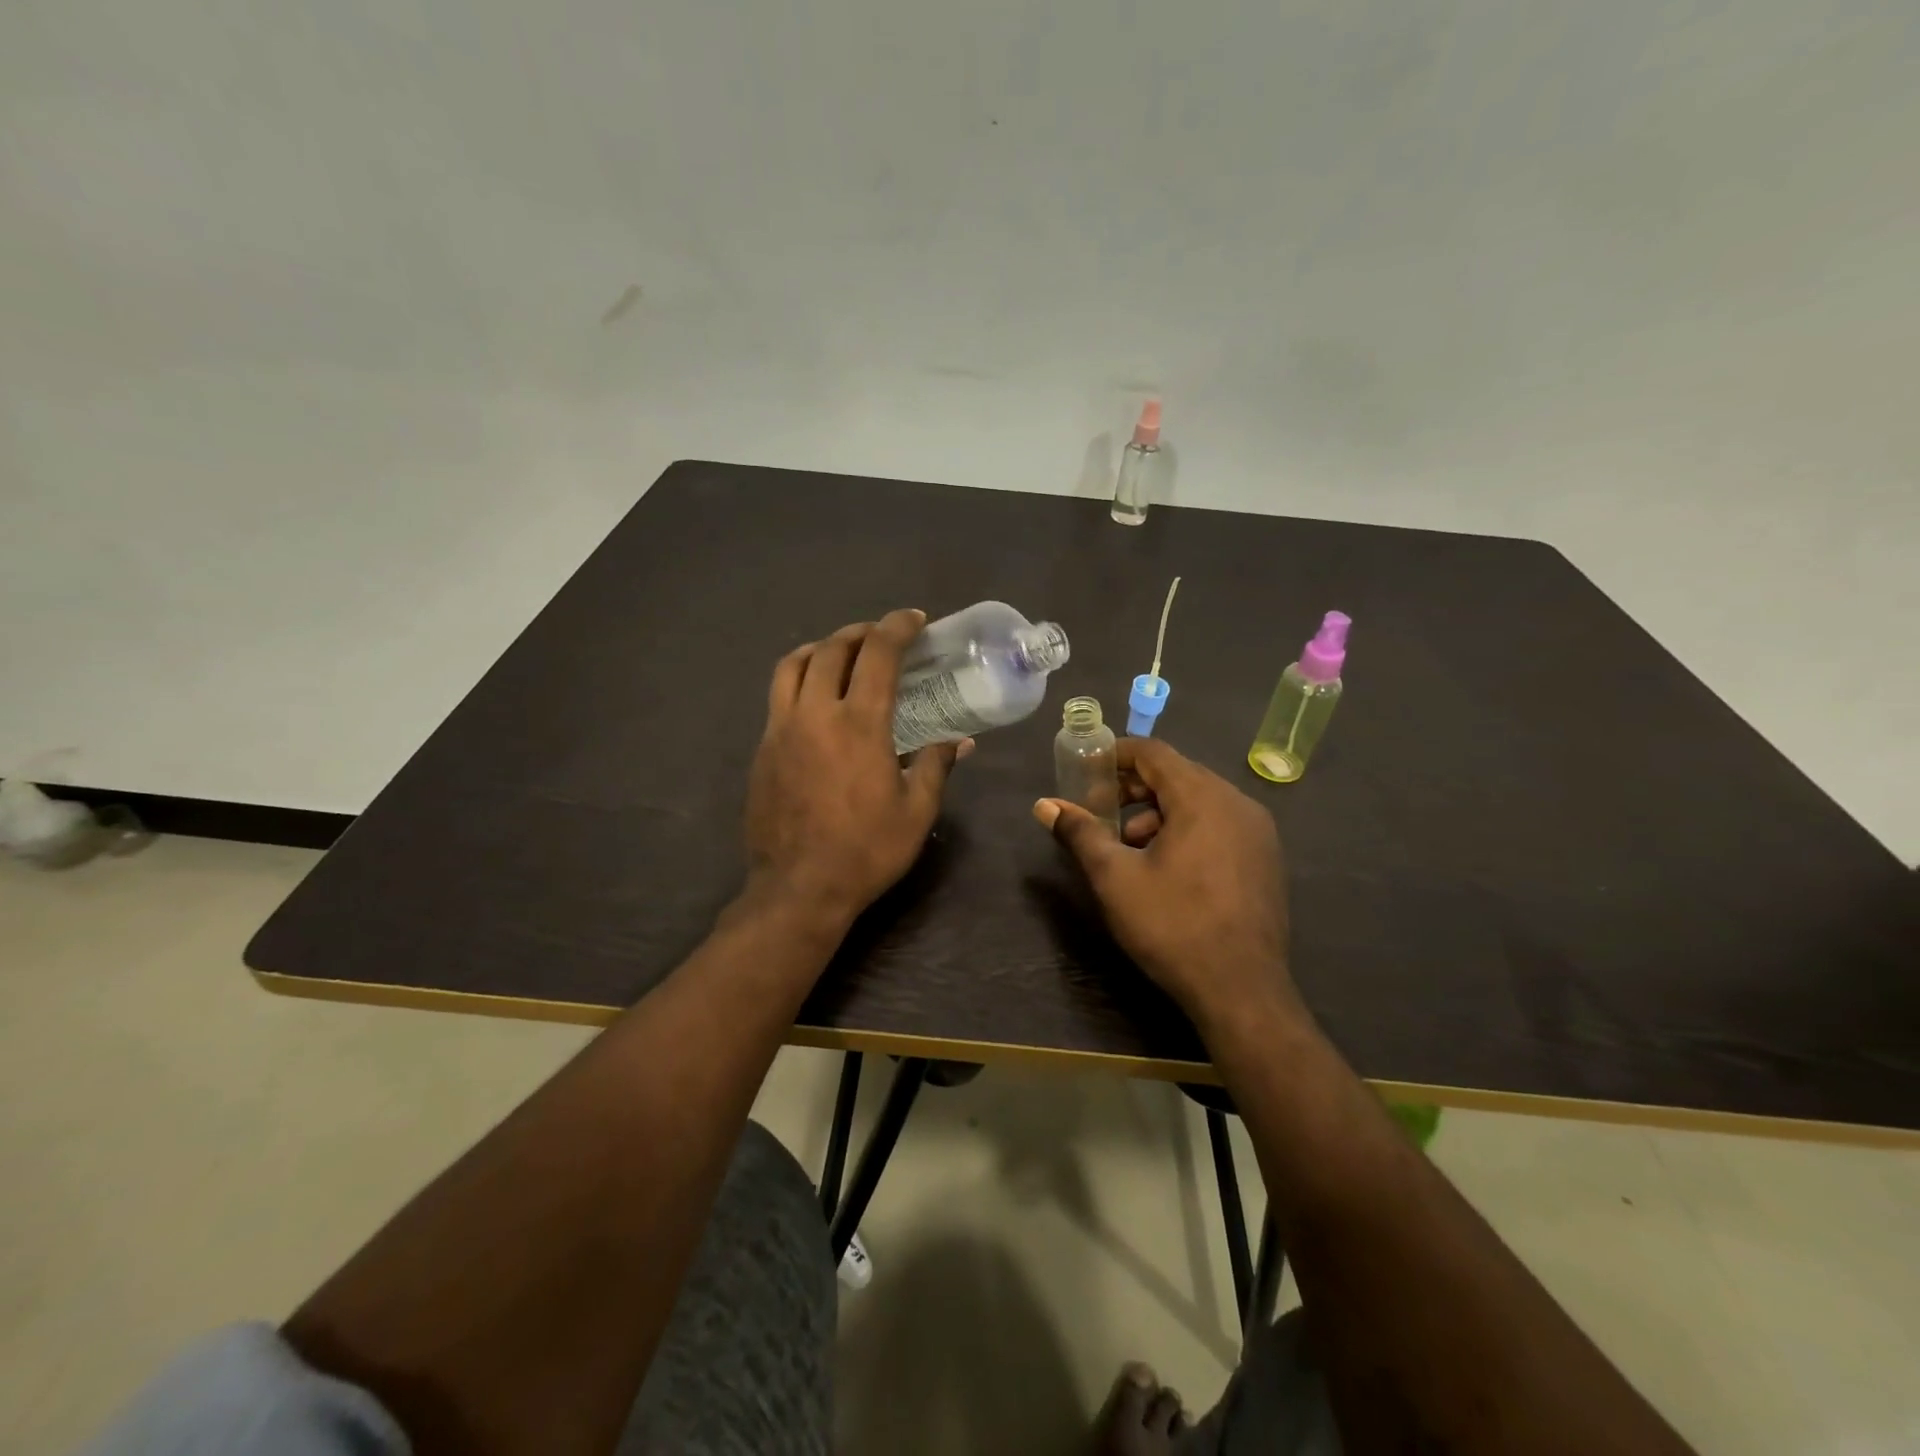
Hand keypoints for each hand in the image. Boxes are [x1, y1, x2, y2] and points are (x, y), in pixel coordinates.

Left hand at [745, 608, 963, 928]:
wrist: (799, 888)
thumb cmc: (866, 850)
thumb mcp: (916, 811)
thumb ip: (935, 766)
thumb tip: (958, 742)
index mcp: (859, 724)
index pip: (878, 653)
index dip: (898, 627)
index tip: (914, 620)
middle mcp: (815, 714)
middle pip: (831, 649)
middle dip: (859, 632)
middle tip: (880, 636)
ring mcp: (781, 730)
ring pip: (792, 666)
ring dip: (819, 649)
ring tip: (839, 654)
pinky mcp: (762, 750)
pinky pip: (778, 697)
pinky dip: (799, 681)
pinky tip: (816, 702)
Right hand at [1033, 737, 1300, 1028]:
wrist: (1242, 992)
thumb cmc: (1173, 926)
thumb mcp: (1115, 878)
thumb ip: (1080, 833)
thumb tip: (1044, 805)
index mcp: (1202, 798)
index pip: (1153, 753)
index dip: (1115, 755)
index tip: (1086, 772)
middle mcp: (1237, 803)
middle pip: (1177, 774)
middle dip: (1134, 789)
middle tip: (1101, 813)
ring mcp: (1258, 832)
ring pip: (1199, 801)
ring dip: (1158, 813)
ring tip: (1130, 849)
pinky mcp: (1266, 858)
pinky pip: (1219, 824)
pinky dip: (1187, 829)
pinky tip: (1168, 868)